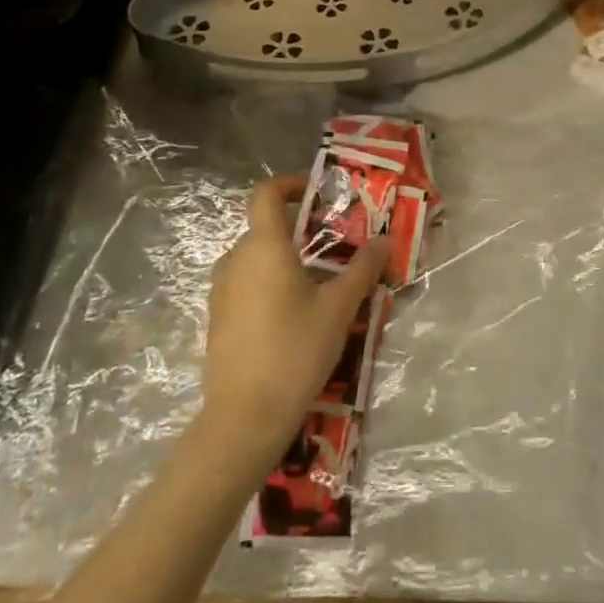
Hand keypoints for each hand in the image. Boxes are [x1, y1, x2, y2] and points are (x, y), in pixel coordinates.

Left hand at [199, 173, 388, 468]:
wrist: (244, 418)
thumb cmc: (295, 351)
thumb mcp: (338, 308)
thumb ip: (362, 269)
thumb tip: (385, 240)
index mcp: (263, 247)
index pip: (265, 194)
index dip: (289, 183)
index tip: (316, 192)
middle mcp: (236, 260)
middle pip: (265, 228)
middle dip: (300, 230)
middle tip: (335, 246)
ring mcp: (222, 292)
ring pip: (256, 258)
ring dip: (286, 259)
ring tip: (320, 283)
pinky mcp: (218, 320)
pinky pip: (246, 285)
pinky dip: (270, 284)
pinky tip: (295, 315)